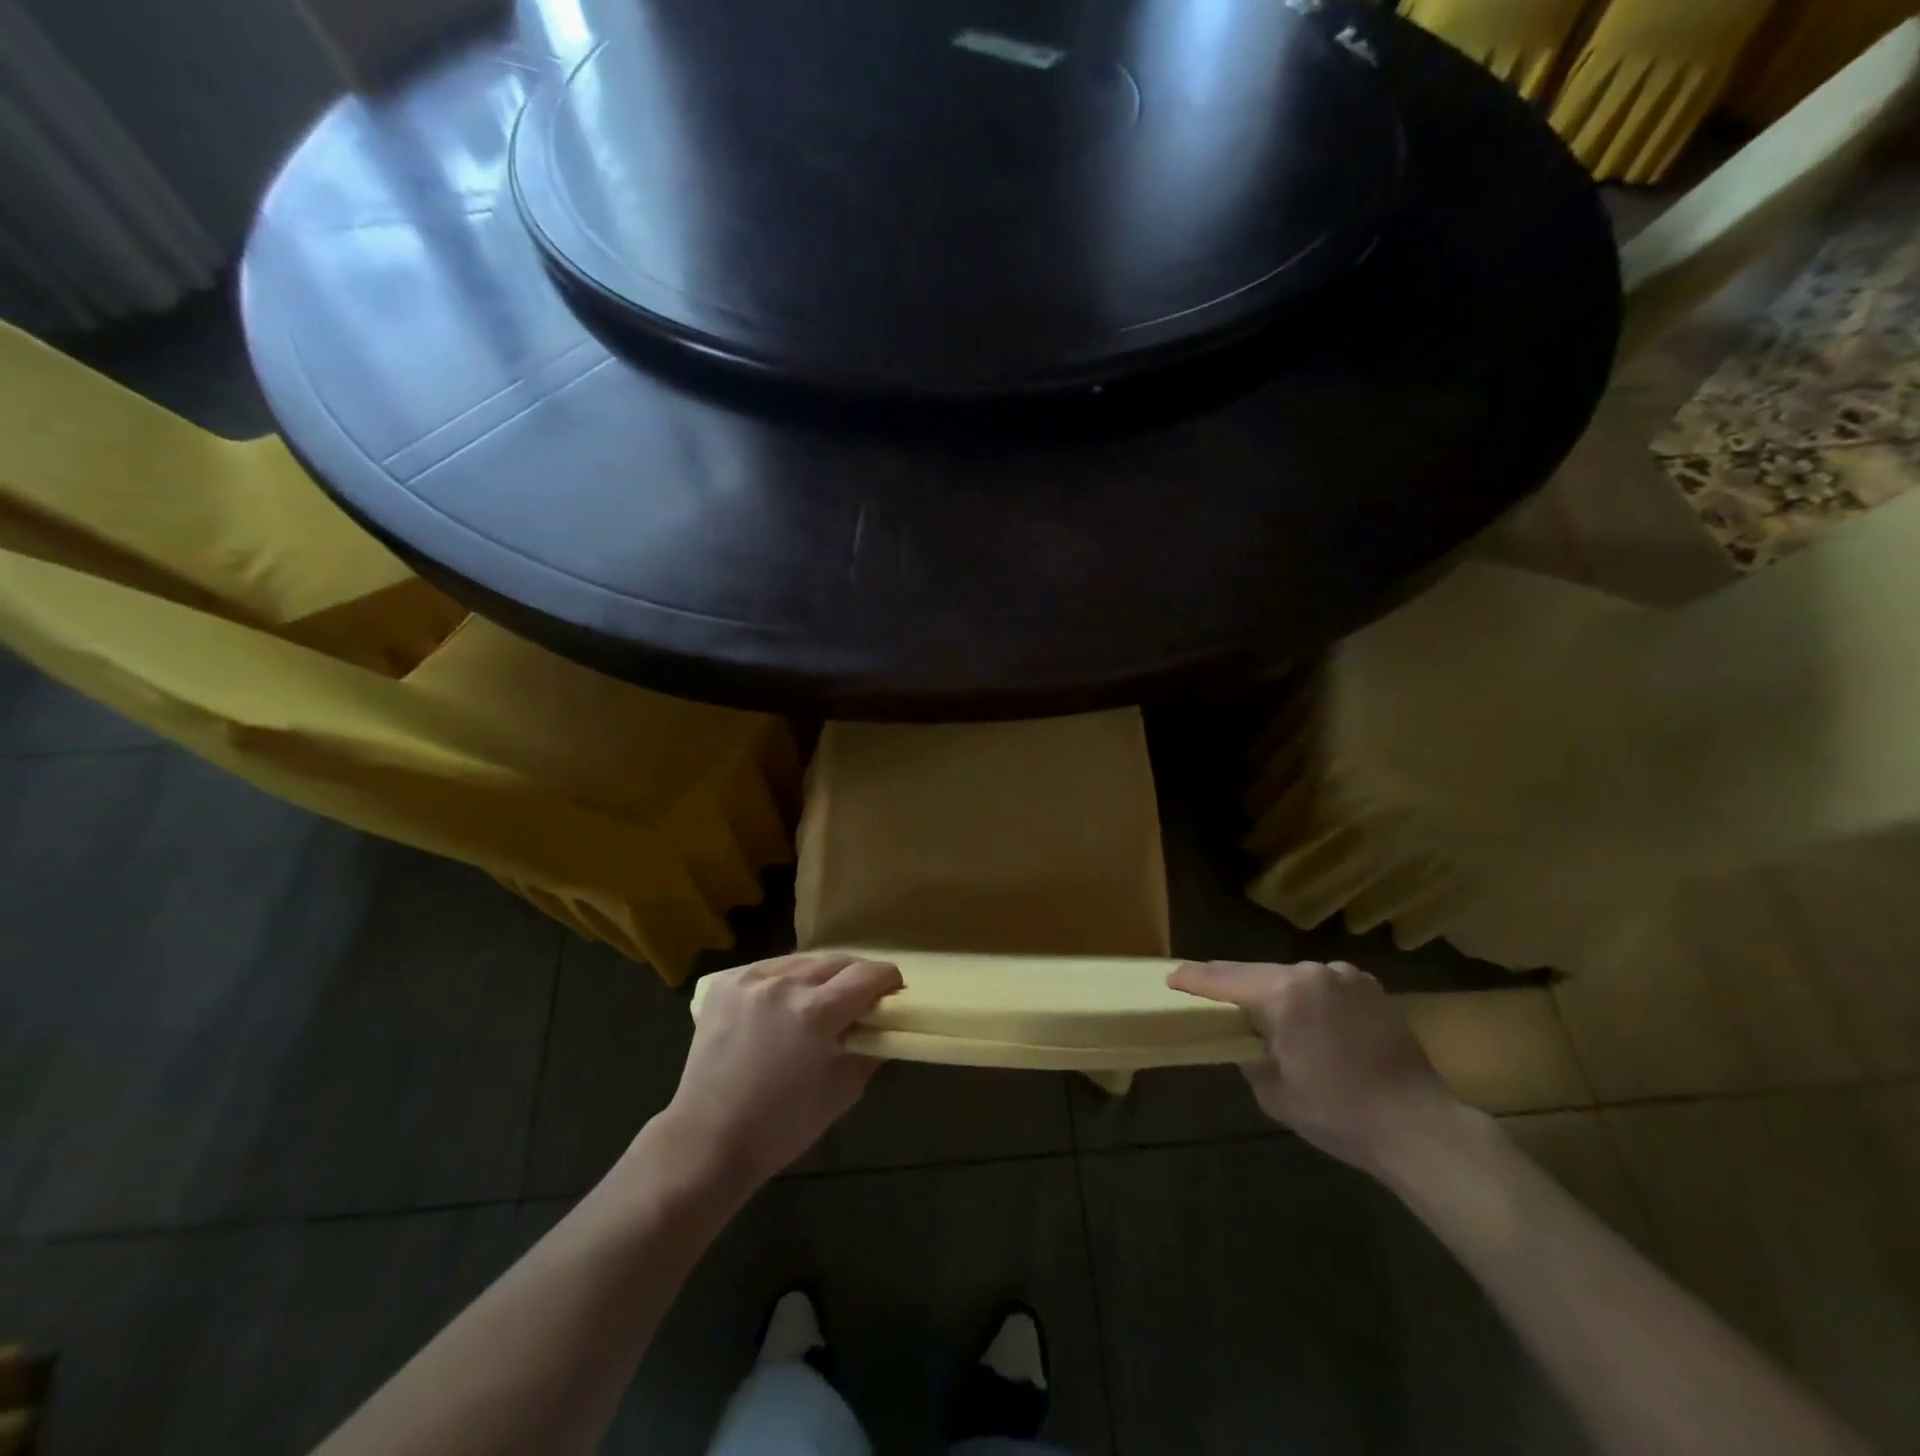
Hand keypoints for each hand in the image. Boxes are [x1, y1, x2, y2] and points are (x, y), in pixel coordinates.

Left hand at [659, 952, 902, 1191]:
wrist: (708, 1140)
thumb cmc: (783, 1125)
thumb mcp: (843, 1090)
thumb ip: (871, 1049)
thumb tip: (886, 1025)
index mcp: (817, 1012)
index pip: (868, 974)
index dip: (888, 980)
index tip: (893, 992)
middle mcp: (785, 984)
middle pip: (838, 960)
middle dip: (857, 975)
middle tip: (862, 997)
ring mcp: (751, 979)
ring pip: (804, 960)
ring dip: (820, 976)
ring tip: (821, 1000)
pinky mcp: (726, 983)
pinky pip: (770, 968)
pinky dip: (785, 980)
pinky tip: (783, 1003)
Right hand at [1169, 960, 1453, 1173]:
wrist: (1419, 1127)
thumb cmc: (1339, 1113)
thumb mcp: (1273, 1092)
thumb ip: (1248, 1055)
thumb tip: (1246, 1040)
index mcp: (1284, 994)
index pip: (1225, 979)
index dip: (1194, 979)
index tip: (1172, 978)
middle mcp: (1313, 973)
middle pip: (1258, 973)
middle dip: (1233, 984)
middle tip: (1210, 995)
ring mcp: (1345, 976)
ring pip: (1292, 977)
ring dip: (1274, 991)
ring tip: (1264, 1013)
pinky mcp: (1370, 988)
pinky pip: (1323, 985)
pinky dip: (1307, 997)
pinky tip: (1308, 1020)